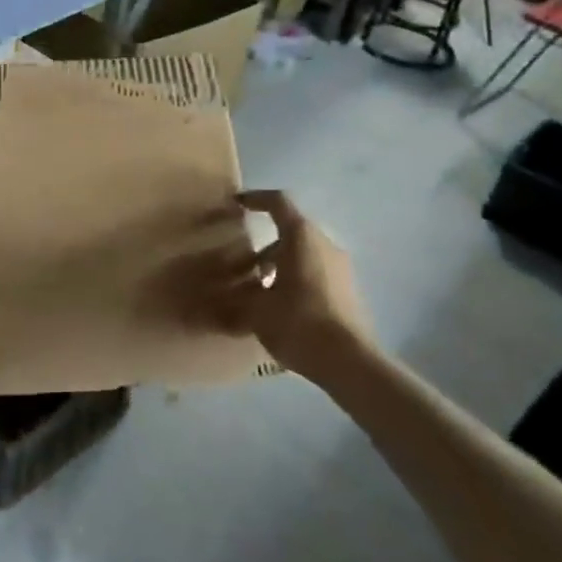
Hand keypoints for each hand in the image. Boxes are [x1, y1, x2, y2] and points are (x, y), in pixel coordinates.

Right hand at [199, 191, 373, 373]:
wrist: (350, 362)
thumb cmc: (298, 322)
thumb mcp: (256, 311)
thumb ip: (234, 299)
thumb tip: (211, 303)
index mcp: (302, 237)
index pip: (278, 202)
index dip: (256, 199)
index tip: (237, 204)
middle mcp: (324, 244)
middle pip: (291, 231)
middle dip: (264, 244)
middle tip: (241, 263)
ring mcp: (340, 268)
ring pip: (304, 254)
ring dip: (280, 264)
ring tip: (258, 289)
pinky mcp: (348, 290)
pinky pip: (316, 272)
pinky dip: (295, 279)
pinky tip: (281, 307)